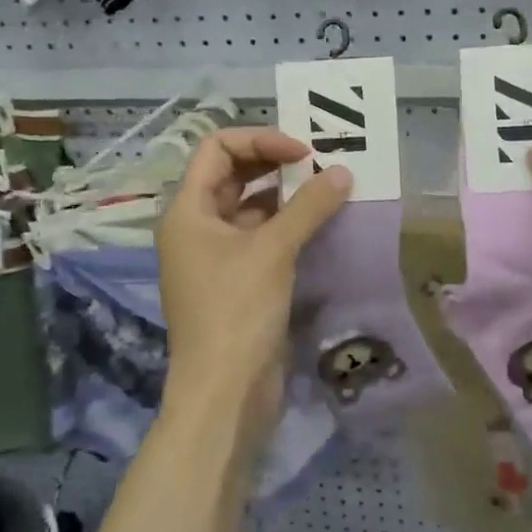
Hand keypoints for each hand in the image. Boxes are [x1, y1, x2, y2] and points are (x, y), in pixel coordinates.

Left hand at [157, 128, 350, 430]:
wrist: (224, 392)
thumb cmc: (237, 311)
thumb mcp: (273, 250)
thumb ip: (308, 206)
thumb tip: (343, 172)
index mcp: (188, 211)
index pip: (217, 149)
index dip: (260, 140)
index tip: (303, 152)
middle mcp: (196, 227)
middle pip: (232, 174)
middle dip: (274, 163)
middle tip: (319, 164)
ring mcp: (215, 255)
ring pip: (249, 206)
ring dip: (285, 194)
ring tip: (326, 188)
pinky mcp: (236, 280)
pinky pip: (260, 236)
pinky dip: (287, 225)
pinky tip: (319, 223)